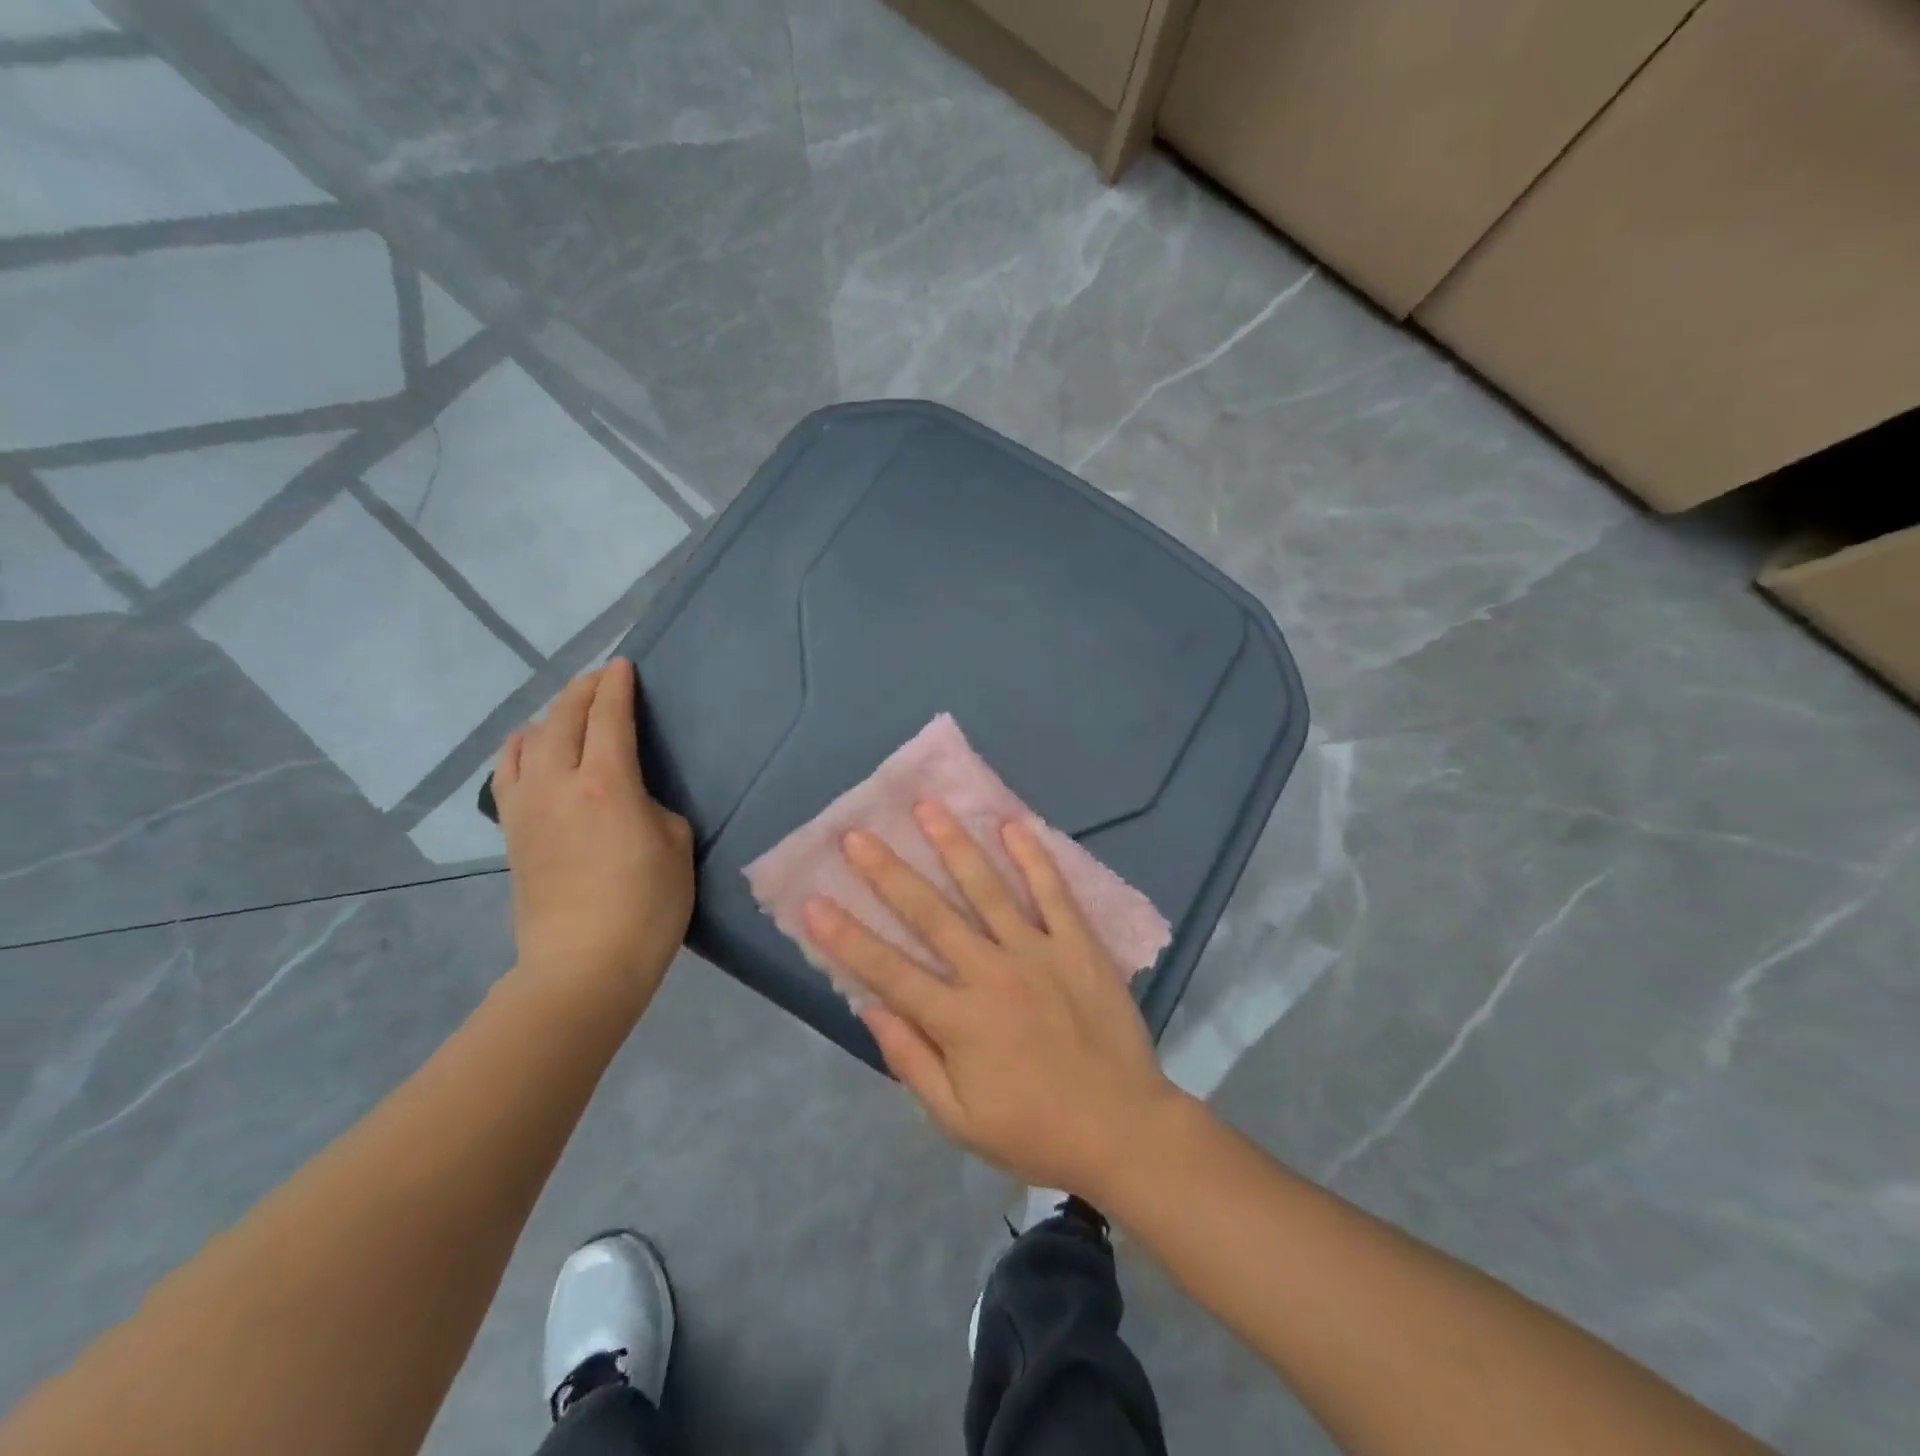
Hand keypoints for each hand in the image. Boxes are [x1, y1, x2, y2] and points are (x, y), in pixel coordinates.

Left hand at [493, 659, 693, 1011]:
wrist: (583, 963)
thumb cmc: (647, 905)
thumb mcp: (675, 844)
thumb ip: (651, 806)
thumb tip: (630, 799)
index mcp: (607, 783)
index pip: (608, 716)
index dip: (617, 686)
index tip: (624, 666)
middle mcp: (559, 783)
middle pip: (564, 719)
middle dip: (583, 691)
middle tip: (603, 679)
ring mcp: (528, 807)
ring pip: (530, 740)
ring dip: (552, 715)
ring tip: (569, 710)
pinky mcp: (512, 832)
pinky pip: (508, 772)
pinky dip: (520, 748)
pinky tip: (528, 746)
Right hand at [803, 801, 1186, 1198]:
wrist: (1124, 1130)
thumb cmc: (1035, 1132)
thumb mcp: (959, 1121)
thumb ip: (912, 1062)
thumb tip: (871, 1009)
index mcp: (958, 1021)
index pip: (888, 970)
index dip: (846, 937)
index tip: (813, 901)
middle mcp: (991, 973)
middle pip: (930, 914)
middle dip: (888, 873)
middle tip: (857, 835)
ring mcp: (1038, 952)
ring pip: (987, 889)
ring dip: (954, 845)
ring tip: (927, 807)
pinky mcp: (1078, 944)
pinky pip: (1052, 892)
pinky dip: (1033, 857)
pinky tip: (1011, 824)